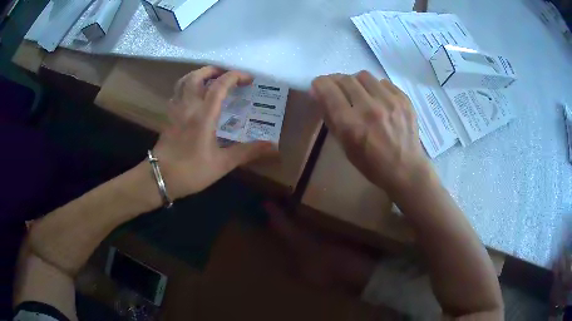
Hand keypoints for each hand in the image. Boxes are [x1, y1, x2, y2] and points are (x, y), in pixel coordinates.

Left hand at [153, 66, 275, 198]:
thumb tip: (273, 146)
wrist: (160, 178)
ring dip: (197, 75)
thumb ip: (247, 152)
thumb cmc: (191, 171)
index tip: (248, 79)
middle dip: (213, 70)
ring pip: (183, 82)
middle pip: (196, 76)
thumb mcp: (222, 164)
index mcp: (203, 115)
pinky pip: (176, 93)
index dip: (235, 77)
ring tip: (209, 80)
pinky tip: (192, 96)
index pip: (219, 86)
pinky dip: (186, 87)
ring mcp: (175, 110)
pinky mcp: (168, 117)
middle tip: (226, 75)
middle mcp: (188, 107)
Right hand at [311, 71, 431, 195]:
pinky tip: (378, 98)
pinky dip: (375, 87)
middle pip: (345, 79)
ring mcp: (389, 101)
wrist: (406, 169)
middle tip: (337, 89)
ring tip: (359, 92)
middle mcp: (369, 108)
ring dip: (356, 82)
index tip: (318, 86)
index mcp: (351, 125)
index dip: (319, 84)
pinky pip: (383, 82)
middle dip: (336, 81)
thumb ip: (330, 118)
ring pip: (364, 75)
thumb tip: (318, 94)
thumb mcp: (344, 146)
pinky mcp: (404, 99)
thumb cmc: (372, 164)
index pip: (328, 90)